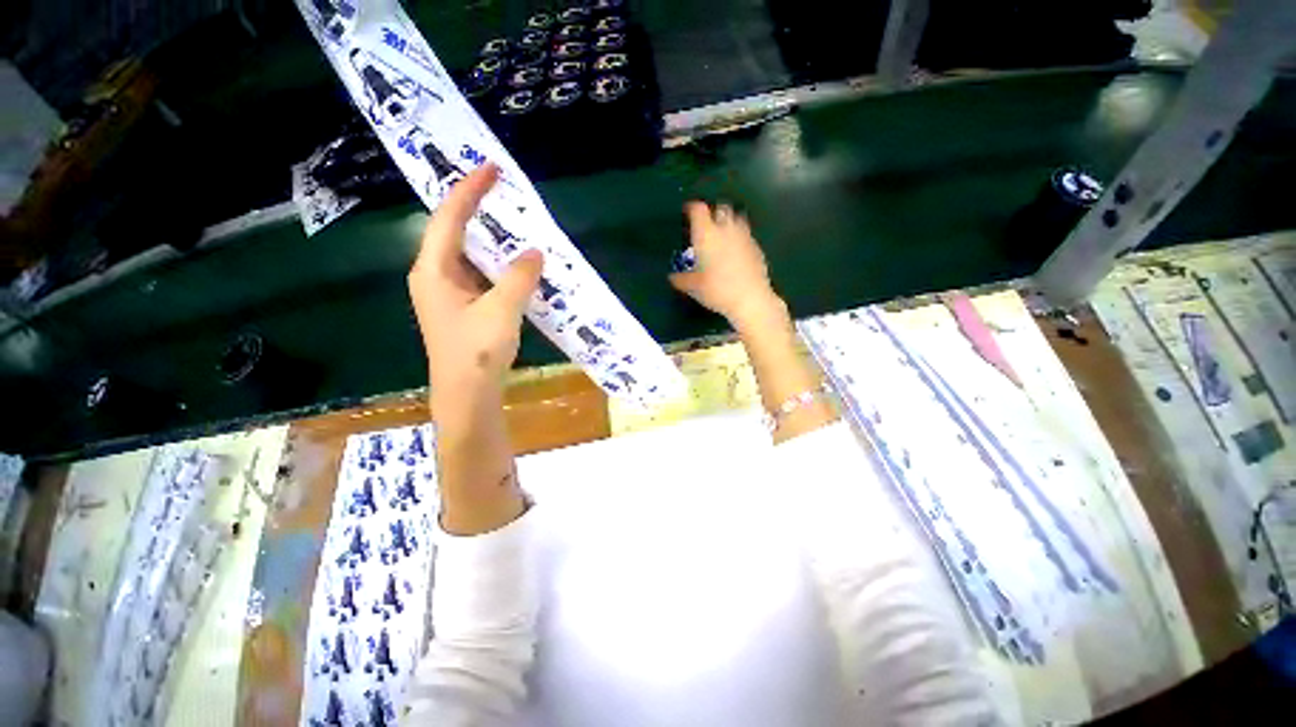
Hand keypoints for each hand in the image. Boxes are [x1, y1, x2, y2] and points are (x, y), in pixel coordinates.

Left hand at [408, 163, 543, 413]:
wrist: (467, 394)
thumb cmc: (476, 351)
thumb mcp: (502, 310)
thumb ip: (519, 277)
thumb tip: (535, 251)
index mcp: (433, 270)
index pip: (449, 218)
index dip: (470, 191)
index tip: (491, 168)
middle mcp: (435, 276)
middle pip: (455, 232)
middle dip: (478, 210)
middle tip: (505, 193)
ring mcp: (449, 293)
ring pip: (470, 255)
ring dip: (492, 240)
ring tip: (515, 223)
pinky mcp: (464, 307)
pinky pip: (481, 275)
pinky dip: (499, 266)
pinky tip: (518, 265)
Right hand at [669, 202, 785, 331]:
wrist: (750, 299)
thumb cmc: (716, 290)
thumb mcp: (693, 287)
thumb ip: (681, 279)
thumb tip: (672, 277)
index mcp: (706, 234)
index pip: (698, 209)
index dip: (692, 208)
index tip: (687, 212)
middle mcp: (726, 229)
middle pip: (720, 208)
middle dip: (713, 212)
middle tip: (706, 225)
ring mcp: (744, 236)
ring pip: (736, 218)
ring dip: (728, 222)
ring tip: (722, 235)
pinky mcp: (756, 247)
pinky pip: (746, 234)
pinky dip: (739, 238)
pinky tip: (736, 252)